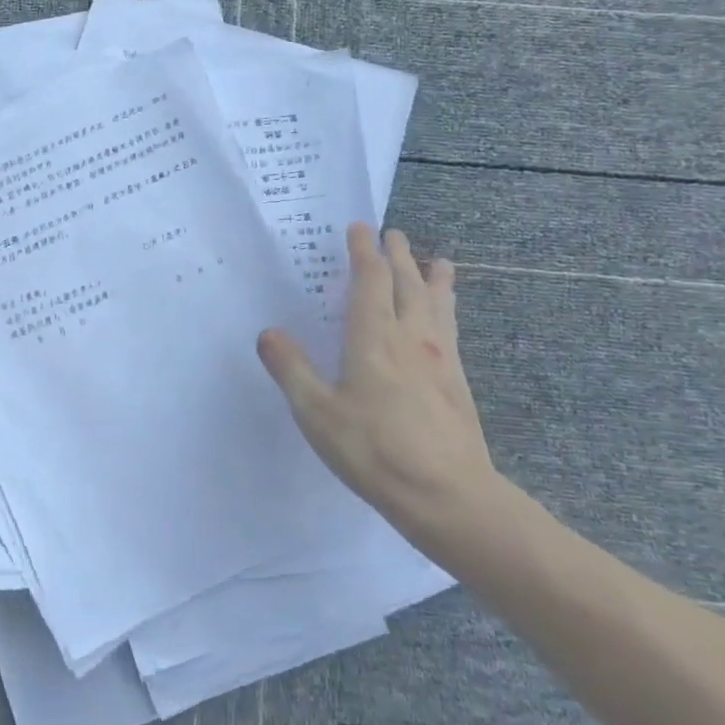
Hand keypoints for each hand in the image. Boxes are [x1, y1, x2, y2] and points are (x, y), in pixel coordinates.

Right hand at [257, 224, 498, 545]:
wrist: (449, 496)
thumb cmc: (374, 450)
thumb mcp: (317, 412)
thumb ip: (291, 369)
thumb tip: (268, 333)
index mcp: (374, 338)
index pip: (370, 280)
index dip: (363, 252)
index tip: (359, 228)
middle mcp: (411, 338)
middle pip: (408, 284)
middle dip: (398, 256)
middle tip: (393, 234)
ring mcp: (440, 359)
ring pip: (437, 303)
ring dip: (432, 277)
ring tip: (438, 261)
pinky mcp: (457, 382)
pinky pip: (451, 328)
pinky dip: (447, 308)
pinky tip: (446, 319)